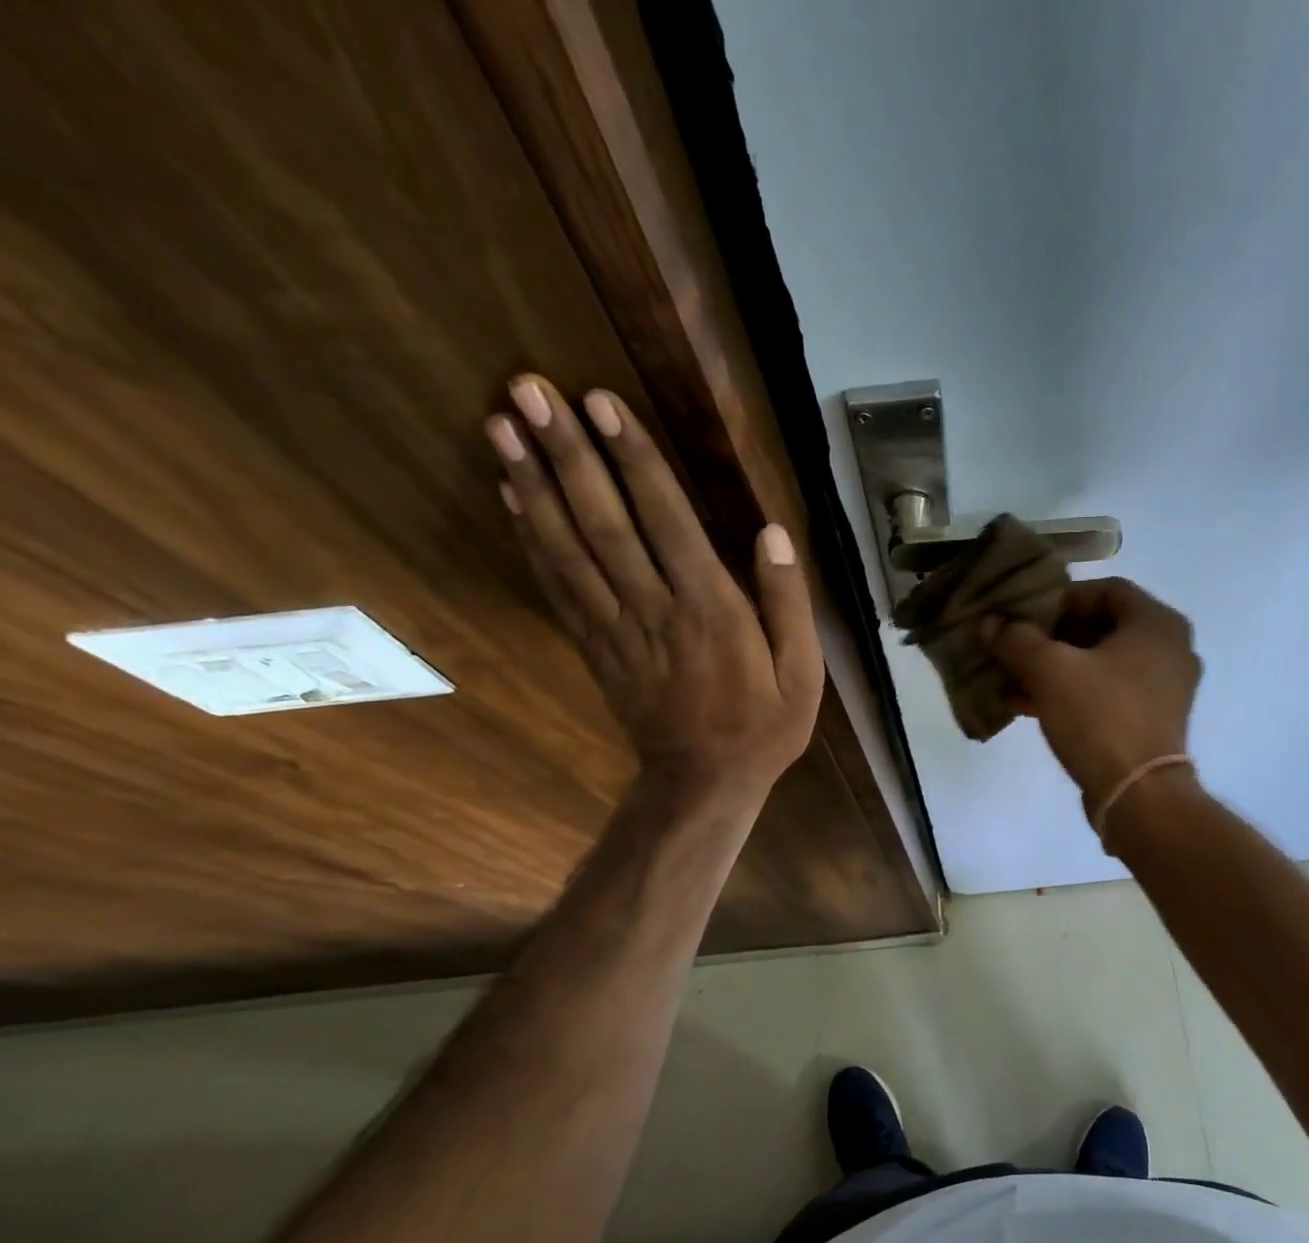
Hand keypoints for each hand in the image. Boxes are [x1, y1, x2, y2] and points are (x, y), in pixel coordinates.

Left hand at [487, 374, 823, 796]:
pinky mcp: (594, 646)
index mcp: (712, 610)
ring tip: (501, 425)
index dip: (634, 460)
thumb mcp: (803, 673)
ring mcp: (616, 628)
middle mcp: (655, 609)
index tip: (601, 403)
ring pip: (568, 548)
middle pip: (604, 523)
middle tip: (528, 388)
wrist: (704, 782)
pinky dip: (530, 538)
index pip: (667, 521)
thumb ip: (788, 603)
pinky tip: (510, 496)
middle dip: (568, 453)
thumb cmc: (763, 726)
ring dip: (533, 484)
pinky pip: (557, 586)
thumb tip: (772, 533)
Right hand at [984, 577, 1200, 813]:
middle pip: (1101, 627)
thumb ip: (1017, 639)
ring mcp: (1163, 689)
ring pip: (1100, 664)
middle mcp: (1169, 649)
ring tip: (1012, 677)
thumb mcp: (1049, 670)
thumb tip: (990, 624)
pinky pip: (1106, 694)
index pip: (1106, 590)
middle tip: (1016, 646)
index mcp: (1157, 624)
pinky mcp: (1150, 722)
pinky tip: (1025, 704)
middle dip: (1052, 637)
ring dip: (1055, 668)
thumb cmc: (1100, 717)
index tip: (1026, 617)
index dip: (1061, 599)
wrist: (1138, 795)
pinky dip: (1070, 694)